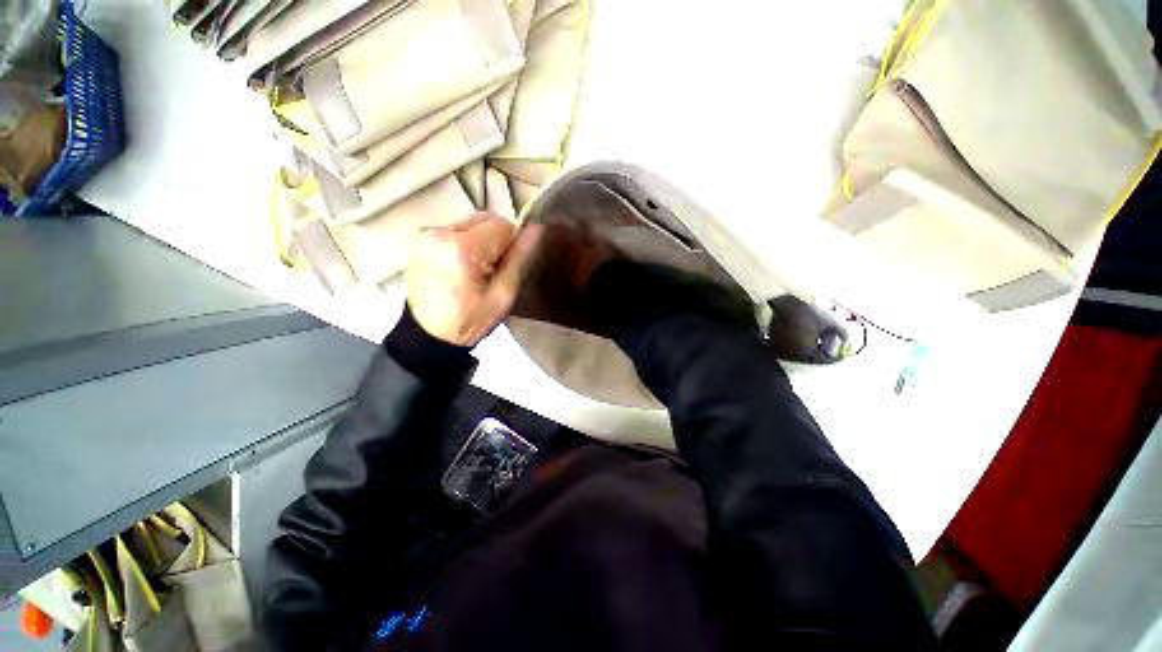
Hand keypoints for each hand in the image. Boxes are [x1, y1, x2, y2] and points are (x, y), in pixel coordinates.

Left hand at [405, 213, 542, 345]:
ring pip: (472, 223)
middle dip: (495, 241)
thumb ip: (519, 258)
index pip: (502, 225)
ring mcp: (426, 234)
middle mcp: (439, 232)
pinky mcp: (420, 238)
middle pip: (485, 219)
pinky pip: (456, 230)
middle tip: (491, 270)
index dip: (511, 245)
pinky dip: (465, 243)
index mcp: (461, 248)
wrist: (428, 335)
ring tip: (475, 270)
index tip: (504, 268)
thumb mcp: (503, 295)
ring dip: (481, 241)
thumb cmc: (469, 320)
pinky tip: (461, 267)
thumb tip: (537, 228)